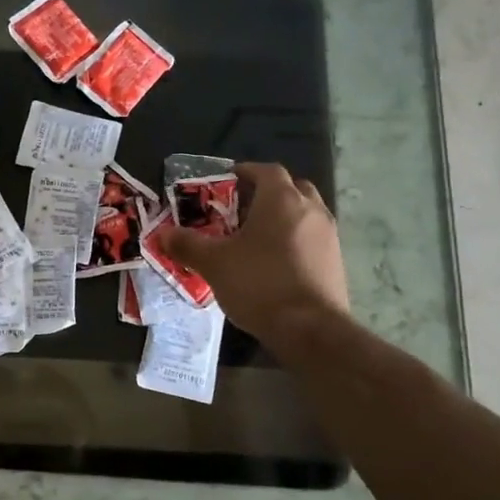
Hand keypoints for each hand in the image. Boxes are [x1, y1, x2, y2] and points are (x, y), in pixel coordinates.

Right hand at [158, 162, 349, 349]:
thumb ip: (187, 244)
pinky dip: (296, 241)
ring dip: (284, 217)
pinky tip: (276, 263)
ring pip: (305, 213)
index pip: (266, 170)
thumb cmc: (259, 283)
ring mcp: (329, 236)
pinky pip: (313, 239)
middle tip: (243, 208)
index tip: (228, 180)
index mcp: (281, 199)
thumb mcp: (213, 263)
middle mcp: (310, 209)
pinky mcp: (336, 262)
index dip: (246, 171)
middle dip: (268, 193)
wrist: (310, 329)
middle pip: (291, 188)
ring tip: (257, 237)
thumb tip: (163, 234)